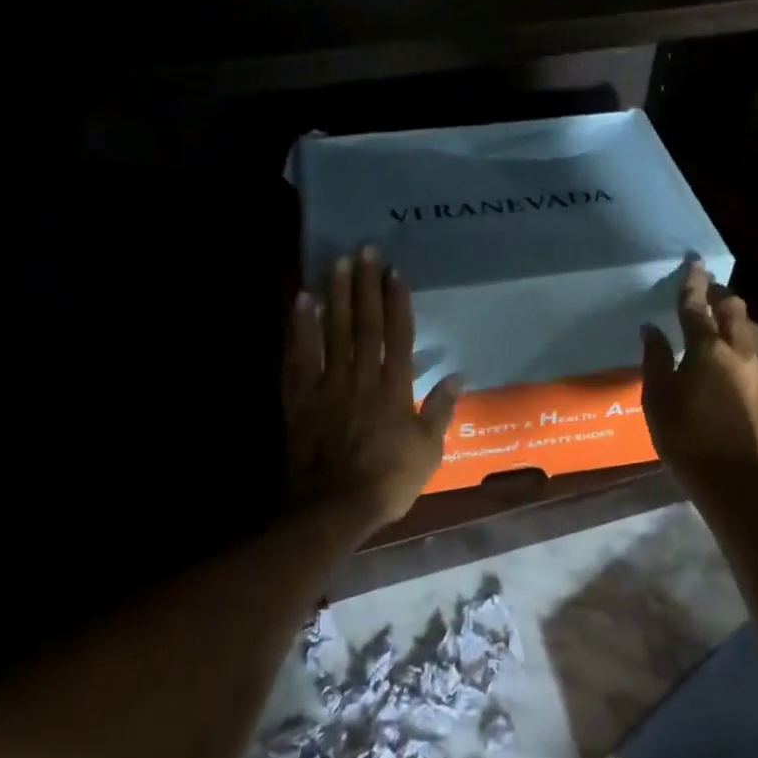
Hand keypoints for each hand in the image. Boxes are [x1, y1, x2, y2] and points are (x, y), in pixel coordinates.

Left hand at [284, 246, 461, 528]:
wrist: (333, 507)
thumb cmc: (387, 481)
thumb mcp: (428, 452)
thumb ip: (440, 411)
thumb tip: (458, 376)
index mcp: (394, 390)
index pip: (398, 337)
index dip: (397, 302)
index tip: (396, 272)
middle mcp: (361, 378)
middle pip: (364, 324)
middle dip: (366, 285)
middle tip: (365, 250)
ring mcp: (327, 385)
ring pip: (333, 332)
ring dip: (336, 295)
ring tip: (337, 262)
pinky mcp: (300, 398)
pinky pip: (299, 357)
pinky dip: (300, 328)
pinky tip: (302, 301)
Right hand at [640, 262, 757, 488]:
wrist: (731, 477)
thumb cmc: (684, 437)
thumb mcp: (657, 398)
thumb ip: (655, 359)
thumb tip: (652, 329)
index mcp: (707, 349)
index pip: (698, 306)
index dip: (693, 282)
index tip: (693, 263)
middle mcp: (737, 350)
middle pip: (733, 308)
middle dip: (719, 294)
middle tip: (703, 292)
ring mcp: (757, 368)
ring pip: (750, 327)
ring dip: (734, 316)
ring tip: (718, 318)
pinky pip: (756, 348)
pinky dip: (742, 338)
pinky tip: (731, 350)